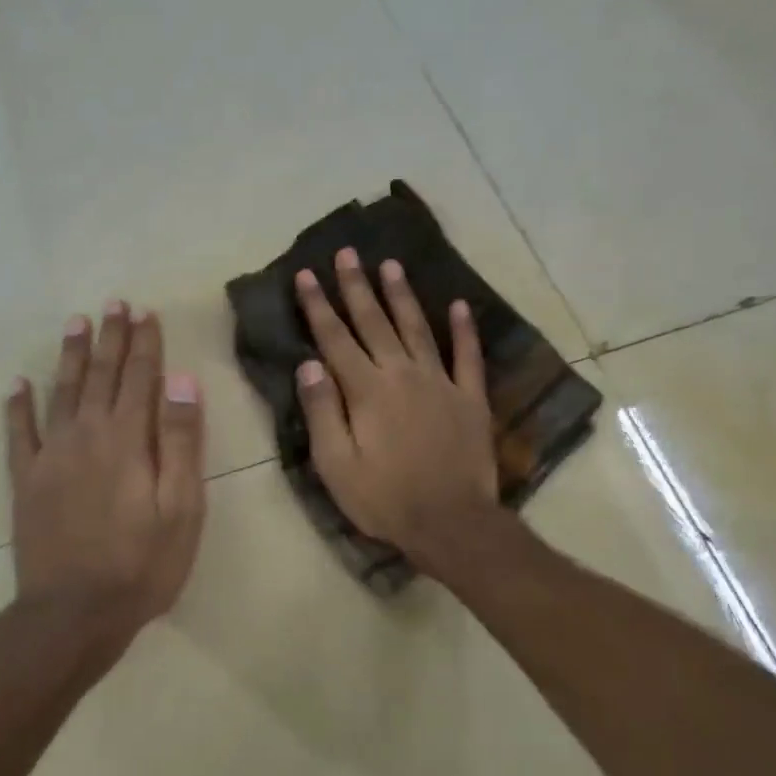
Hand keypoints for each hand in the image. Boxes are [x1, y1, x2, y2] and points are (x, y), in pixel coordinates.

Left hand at [6, 302, 206, 649]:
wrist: (73, 614)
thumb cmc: (141, 565)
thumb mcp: (181, 507)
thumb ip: (180, 442)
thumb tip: (181, 381)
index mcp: (127, 440)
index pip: (140, 378)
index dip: (145, 344)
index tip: (146, 313)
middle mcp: (85, 435)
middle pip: (99, 375)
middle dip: (109, 338)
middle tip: (113, 304)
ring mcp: (50, 456)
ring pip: (61, 392)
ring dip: (70, 356)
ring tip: (75, 323)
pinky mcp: (26, 481)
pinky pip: (18, 434)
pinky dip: (17, 406)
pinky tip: (17, 385)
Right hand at [294, 249, 497, 570]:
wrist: (451, 523)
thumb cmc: (384, 499)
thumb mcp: (336, 464)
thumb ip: (323, 411)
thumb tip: (309, 364)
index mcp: (366, 391)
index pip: (335, 339)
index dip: (318, 306)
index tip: (306, 275)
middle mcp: (402, 375)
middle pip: (375, 323)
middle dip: (357, 287)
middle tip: (347, 253)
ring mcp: (440, 383)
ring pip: (418, 328)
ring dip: (402, 296)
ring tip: (391, 265)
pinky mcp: (470, 398)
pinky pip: (468, 356)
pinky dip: (465, 330)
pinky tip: (460, 305)